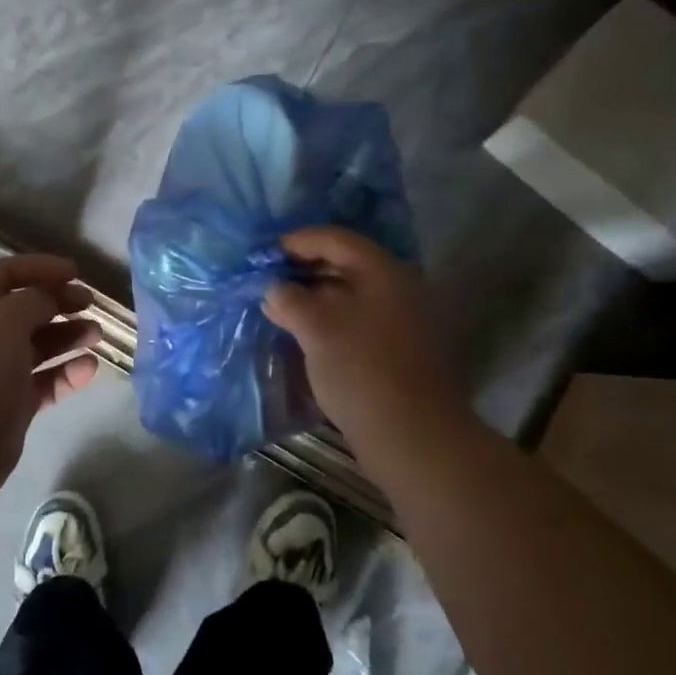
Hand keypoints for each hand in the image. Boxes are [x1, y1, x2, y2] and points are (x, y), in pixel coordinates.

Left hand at [0, 255, 101, 500]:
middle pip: (24, 308)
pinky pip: (44, 380)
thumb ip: (35, 298)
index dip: (39, 267)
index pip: (5, 273)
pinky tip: (89, 369)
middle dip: (59, 302)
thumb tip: (50, 299)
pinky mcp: (11, 403)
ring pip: (37, 345)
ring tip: (97, 335)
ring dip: (68, 336)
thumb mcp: (7, 318)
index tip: (75, 272)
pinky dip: (66, 373)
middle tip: (91, 304)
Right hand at [261, 227, 462, 448]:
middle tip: (265, 280)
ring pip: (348, 295)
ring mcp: (399, 320)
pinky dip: (326, 319)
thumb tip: (273, 289)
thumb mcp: (317, 328)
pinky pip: (354, 319)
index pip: (335, 239)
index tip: (263, 253)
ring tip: (276, 307)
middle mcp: (396, 288)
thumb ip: (290, 299)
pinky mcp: (394, 349)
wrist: (412, 435)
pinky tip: (300, 332)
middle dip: (301, 270)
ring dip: (311, 297)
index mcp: (383, 272)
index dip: (297, 241)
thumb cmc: (362, 370)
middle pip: (343, 264)